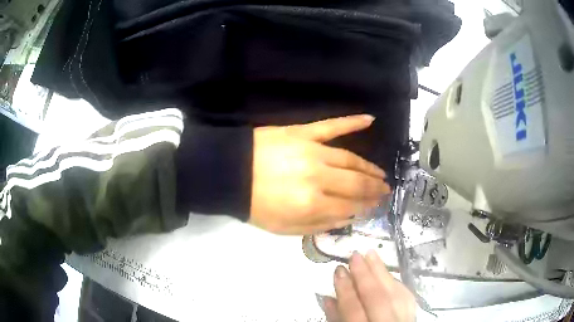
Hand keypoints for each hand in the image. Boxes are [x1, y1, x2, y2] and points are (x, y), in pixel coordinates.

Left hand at [249, 115, 390, 234]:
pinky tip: (370, 119)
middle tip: (386, 191)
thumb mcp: (282, 228)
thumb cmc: (255, 204)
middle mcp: (318, 178)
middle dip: (374, 190)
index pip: (348, 207)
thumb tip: (346, 220)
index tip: (374, 207)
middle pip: (355, 184)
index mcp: (311, 205)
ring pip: (350, 160)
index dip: (364, 208)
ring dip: (369, 168)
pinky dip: (352, 122)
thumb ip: (316, 227)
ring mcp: (313, 151)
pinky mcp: (304, 132)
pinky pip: (332, 125)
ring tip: (381, 174)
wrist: (229, 172)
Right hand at [324, 251, 415, 321]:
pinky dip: (397, 284)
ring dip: (383, 273)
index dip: (345, 289)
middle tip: (355, 255)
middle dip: (365, 276)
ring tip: (372, 254)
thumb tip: (328, 298)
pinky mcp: (414, 318)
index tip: (338, 269)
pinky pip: (407, 298)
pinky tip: (388, 274)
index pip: (353, 310)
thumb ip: (335, 320)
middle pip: (377, 299)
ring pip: (396, 294)